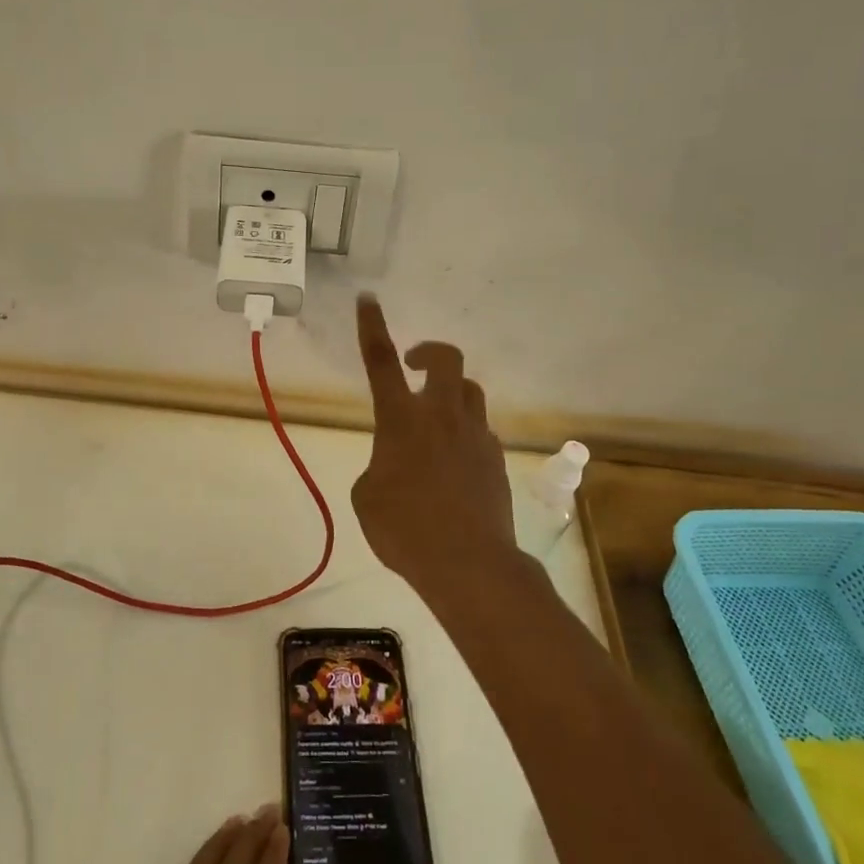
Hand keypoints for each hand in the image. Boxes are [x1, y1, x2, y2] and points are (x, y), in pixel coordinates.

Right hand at [352, 295, 519, 600]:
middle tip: (414, 366)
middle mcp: (441, 415)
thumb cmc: (404, 529)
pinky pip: (479, 431)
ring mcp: (475, 435)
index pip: (381, 361)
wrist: (468, 564)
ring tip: (434, 422)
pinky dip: (465, 435)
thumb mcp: (367, 497)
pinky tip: (454, 466)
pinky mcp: (496, 458)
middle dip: (429, 351)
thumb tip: (396, 464)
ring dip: (449, 394)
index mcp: (401, 419)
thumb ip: (379, 467)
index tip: (368, 299)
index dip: (372, 326)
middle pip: (446, 358)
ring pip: (469, 391)